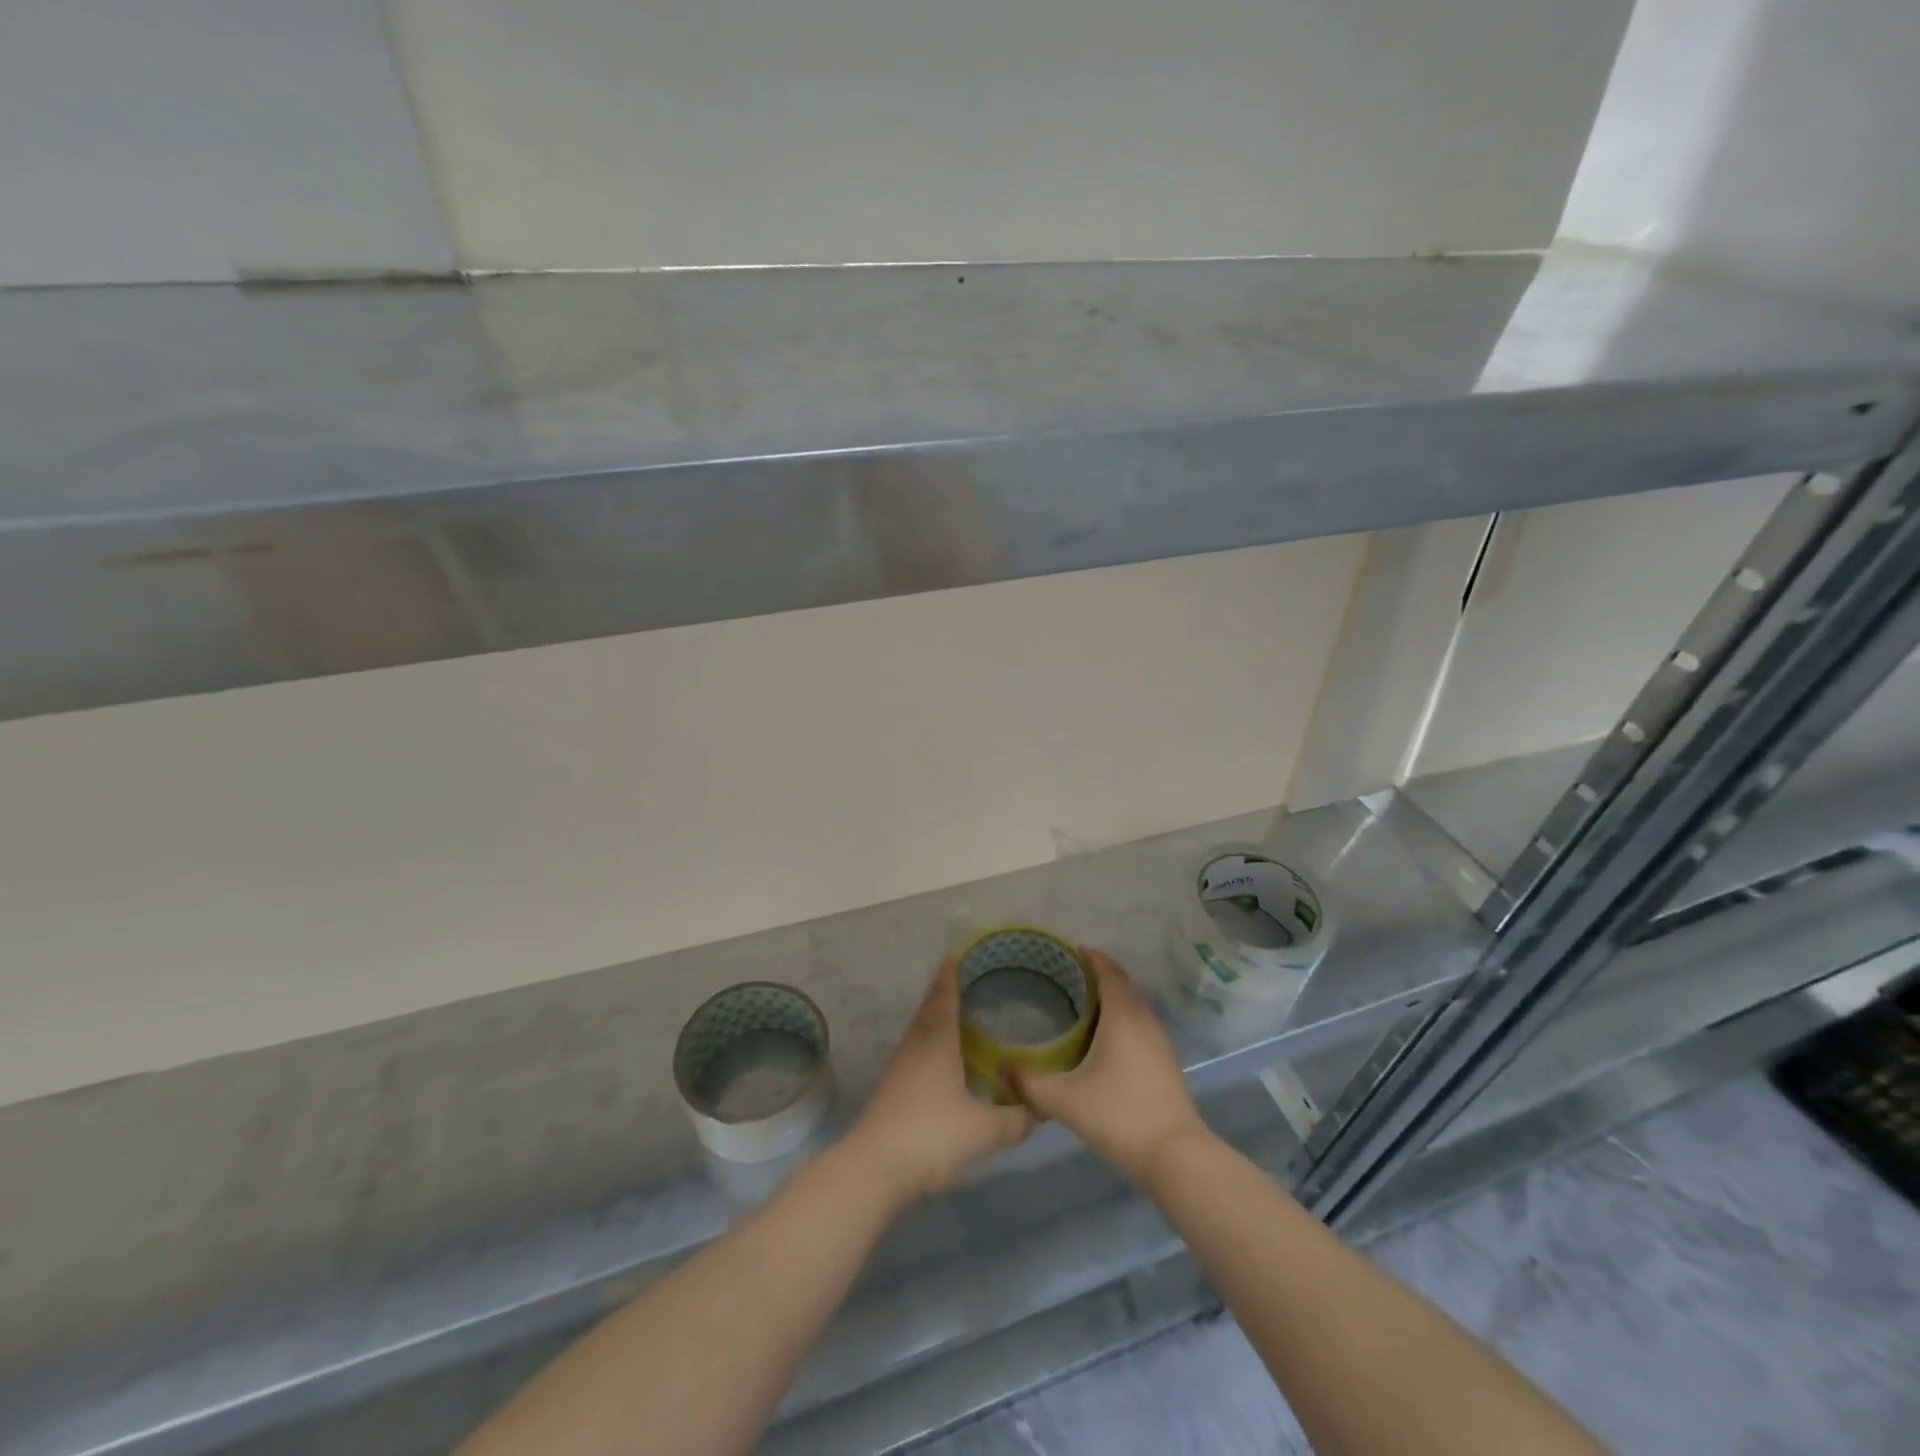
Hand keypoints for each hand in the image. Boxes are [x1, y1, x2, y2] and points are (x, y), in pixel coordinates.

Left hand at [844, 959, 1034, 1203]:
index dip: (950, 977)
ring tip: (951, 1016)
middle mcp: (916, 1046)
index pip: (944, 998)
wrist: (875, 1167)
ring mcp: (899, 1068)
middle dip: (942, 993)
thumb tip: (1039, 1110)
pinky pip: (913, 1052)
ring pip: (918, 1031)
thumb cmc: (933, 1135)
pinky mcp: (890, 1090)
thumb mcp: (984, 1130)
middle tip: (958, 981)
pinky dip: (927, 1044)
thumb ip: (1015, 1119)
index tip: (954, 957)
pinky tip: (938, 1060)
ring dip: (932, 1018)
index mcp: (938, 1041)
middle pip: (928, 1010)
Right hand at [1011, 948, 1209, 1186]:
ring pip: (1134, 1006)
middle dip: (1100, 975)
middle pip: (1123, 985)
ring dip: (1113, 997)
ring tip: (1082, 1003)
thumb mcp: (1064, 1100)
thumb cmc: (1118, 1115)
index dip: (1092, 957)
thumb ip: (1029, 1083)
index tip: (1071, 950)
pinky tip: (1104, 1039)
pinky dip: (1122, 1018)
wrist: (1175, 1155)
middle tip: (1069, 976)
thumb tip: (1001, 1068)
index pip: (1109, 972)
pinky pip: (1140, 1024)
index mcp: (1123, 1016)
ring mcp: (1159, 1042)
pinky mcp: (1165, 1062)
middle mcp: (1144, 1020)